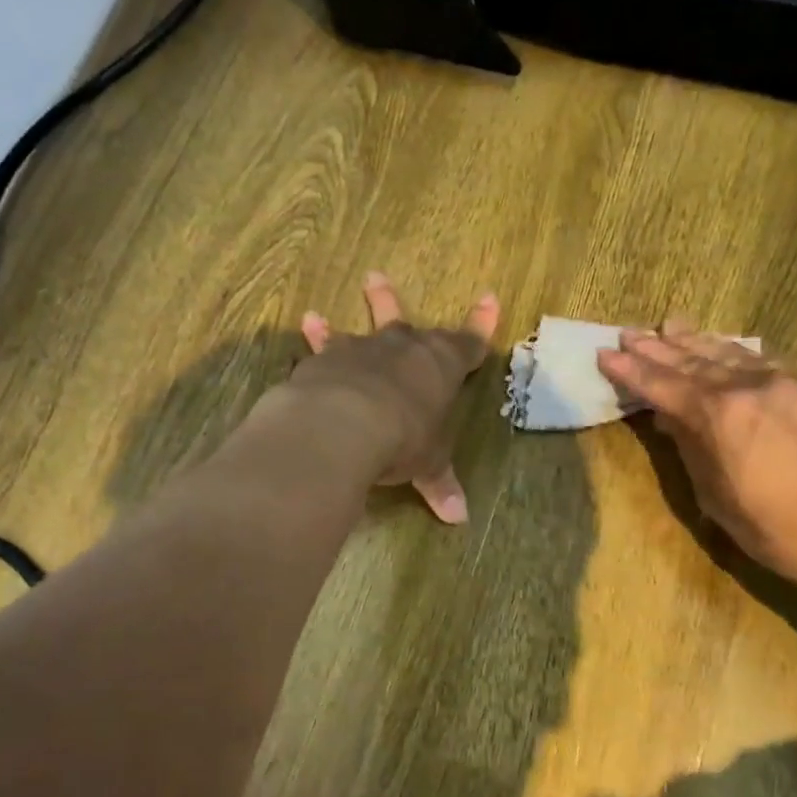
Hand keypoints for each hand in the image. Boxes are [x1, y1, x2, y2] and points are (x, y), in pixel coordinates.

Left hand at [295, 273, 499, 522]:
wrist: (345, 424)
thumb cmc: (403, 439)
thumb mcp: (427, 464)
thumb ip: (440, 484)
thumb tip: (459, 519)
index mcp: (441, 367)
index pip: (469, 343)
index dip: (481, 325)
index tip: (489, 299)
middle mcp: (403, 349)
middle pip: (407, 322)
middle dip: (395, 303)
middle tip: (379, 278)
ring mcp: (362, 350)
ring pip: (361, 328)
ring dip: (362, 309)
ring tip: (346, 293)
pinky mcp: (326, 360)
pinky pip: (322, 346)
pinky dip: (317, 338)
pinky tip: (307, 324)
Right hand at [597, 322, 796, 621]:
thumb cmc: (777, 530)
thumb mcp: (716, 497)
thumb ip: (690, 447)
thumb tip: (667, 417)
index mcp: (720, 416)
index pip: (663, 385)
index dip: (631, 370)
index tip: (606, 353)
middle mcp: (750, 387)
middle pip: (693, 362)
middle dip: (658, 348)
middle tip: (630, 333)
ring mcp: (785, 383)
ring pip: (730, 354)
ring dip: (696, 342)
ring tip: (670, 326)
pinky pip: (763, 361)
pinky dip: (736, 353)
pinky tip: (726, 348)